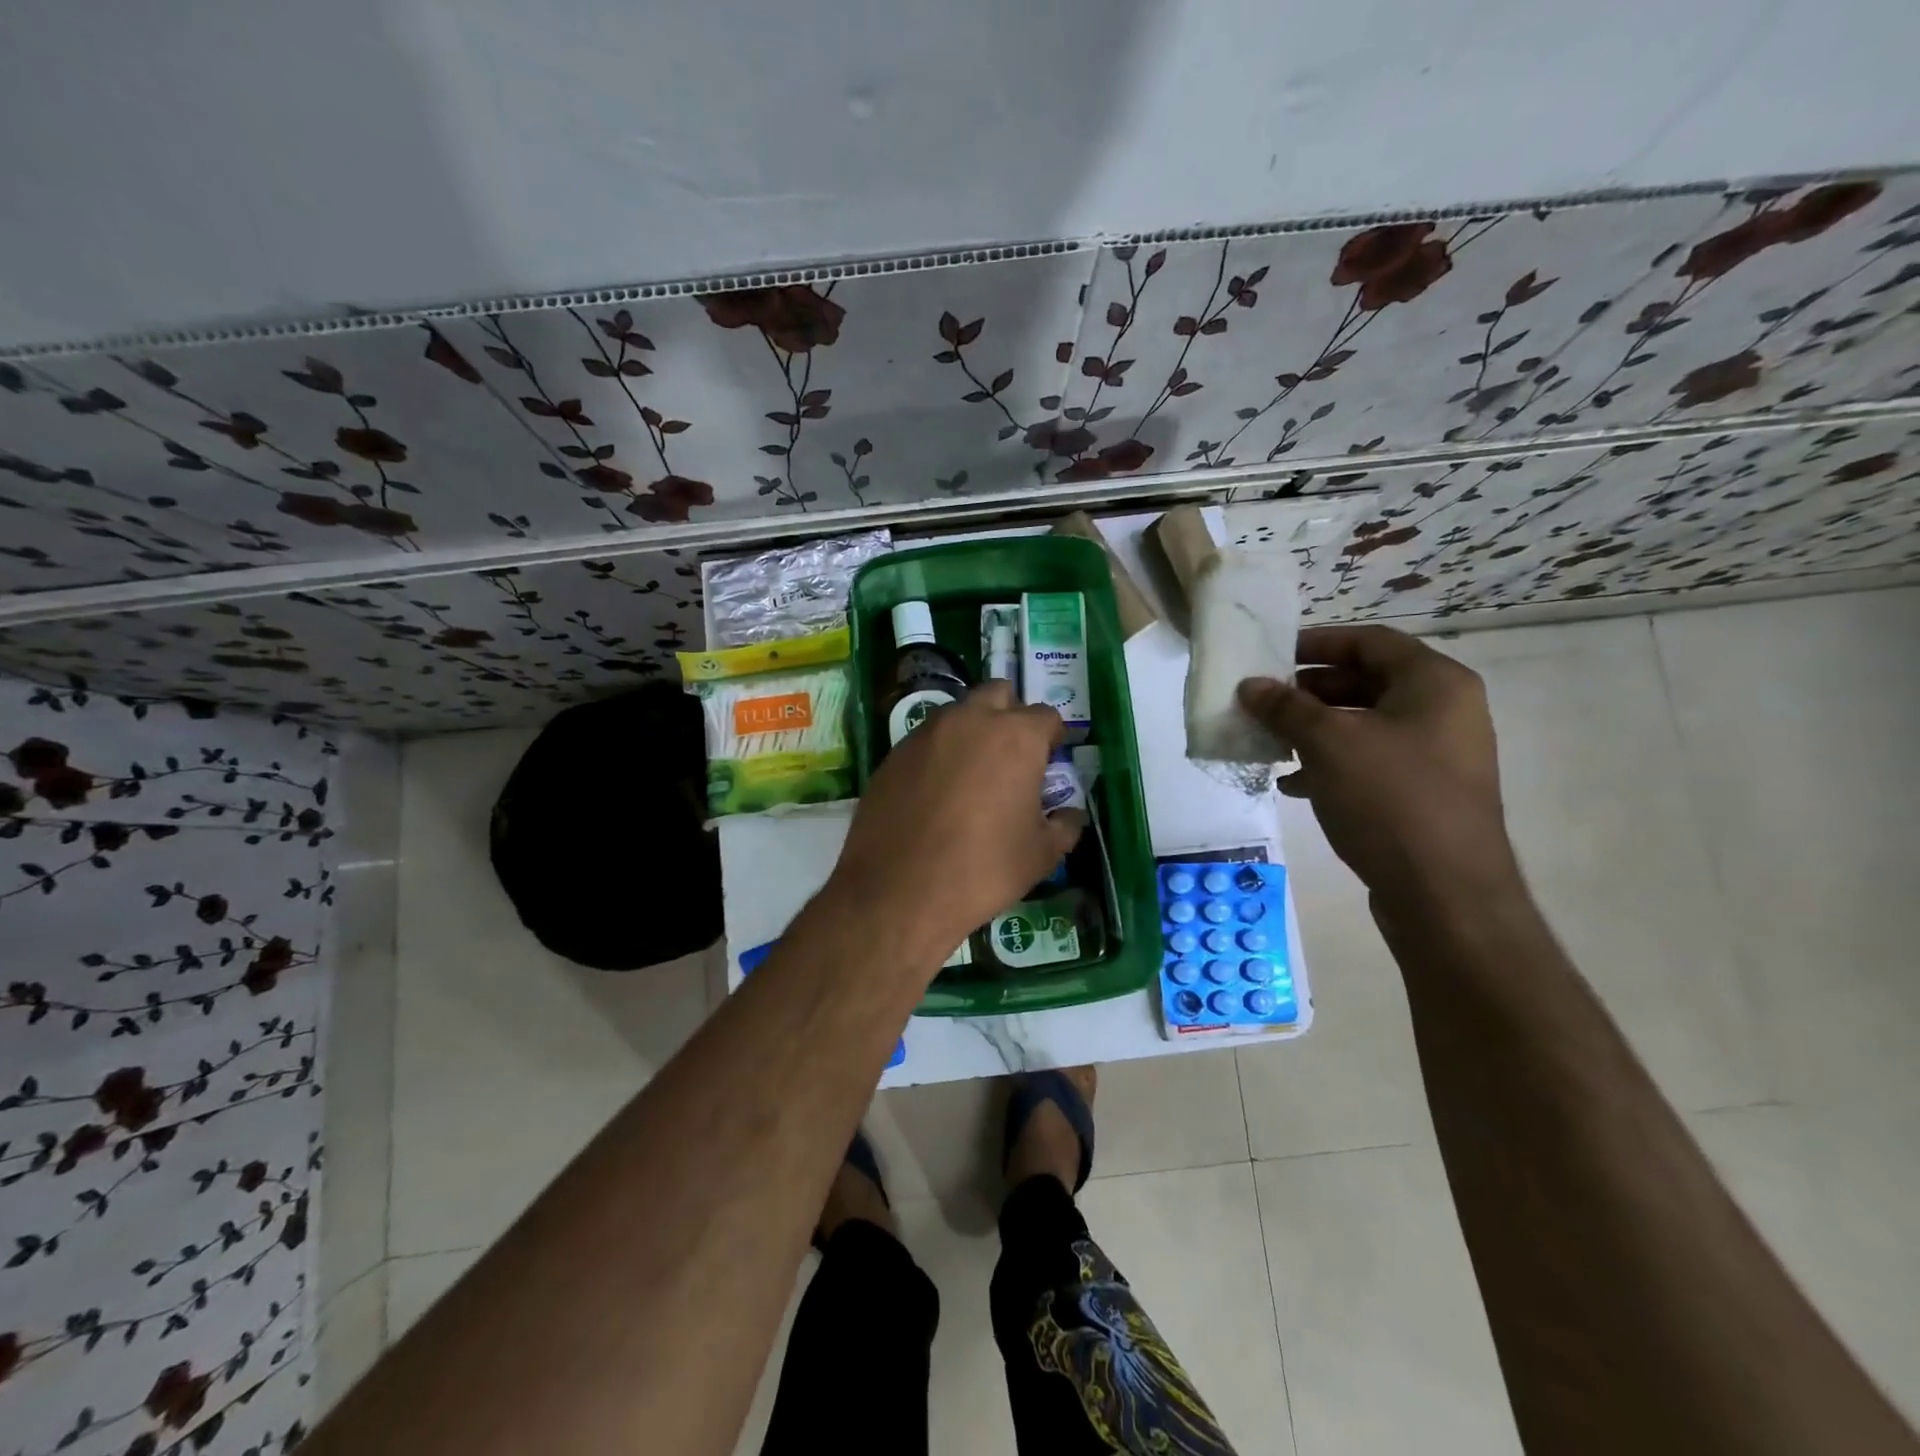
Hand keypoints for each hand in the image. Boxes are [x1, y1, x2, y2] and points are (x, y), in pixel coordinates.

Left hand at [829, 680, 1084, 961]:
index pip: (1046, 716)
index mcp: (1016, 736)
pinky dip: (939, 753)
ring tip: (973, 774)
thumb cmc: (983, 870)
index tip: (1050, 761)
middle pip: (998, 694)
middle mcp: (970, 720)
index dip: (1052, 737)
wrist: (898, 891)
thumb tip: (1069, 814)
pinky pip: (926, 739)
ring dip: (972, 730)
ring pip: (958, 713)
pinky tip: (937, 791)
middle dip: (1011, 715)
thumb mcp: (1041, 855)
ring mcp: (926, 733)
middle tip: (1012, 755)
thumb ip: (1064, 825)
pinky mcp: (893, 753)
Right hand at [1238, 625, 1519, 904]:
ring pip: (1364, 725)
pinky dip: (1330, 763)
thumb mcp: (1328, 744)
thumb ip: (1286, 708)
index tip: (1271, 655)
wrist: (1445, 894)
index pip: (1370, 641)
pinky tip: (1292, 783)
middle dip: (1309, 691)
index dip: (1317, 642)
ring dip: (1314, 729)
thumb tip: (1250, 685)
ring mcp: (1437, 755)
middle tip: (1263, 700)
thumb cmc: (1390, 799)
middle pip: (1366, 682)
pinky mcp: (1423, 793)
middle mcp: (1444, 711)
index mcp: (1434, 683)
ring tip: (1270, 742)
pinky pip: (1370, 762)